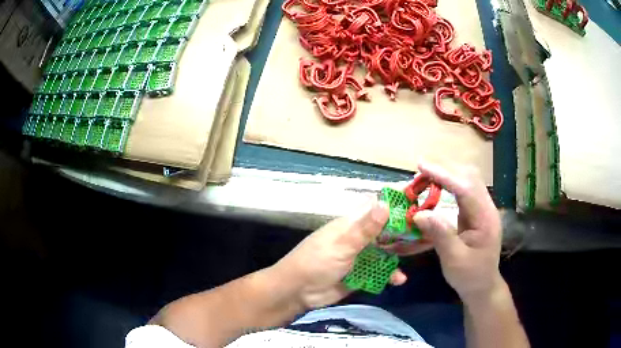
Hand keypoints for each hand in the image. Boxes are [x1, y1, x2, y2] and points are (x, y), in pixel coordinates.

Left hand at [271, 200, 406, 308]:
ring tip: (418, 253)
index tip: (417, 202)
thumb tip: (386, 204)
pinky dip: (390, 274)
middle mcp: (358, 238)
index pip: (375, 207)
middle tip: (427, 231)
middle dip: (403, 230)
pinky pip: (380, 272)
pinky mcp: (361, 275)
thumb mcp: (342, 245)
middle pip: (385, 230)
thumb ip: (365, 228)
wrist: (298, 292)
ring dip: (399, 254)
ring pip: (385, 252)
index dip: (394, 203)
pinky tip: (399, 279)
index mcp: (351, 224)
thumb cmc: (316, 262)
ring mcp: (360, 257)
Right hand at [404, 162, 502, 300]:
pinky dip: (449, 184)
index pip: (466, 189)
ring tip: (426, 175)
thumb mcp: (454, 259)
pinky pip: (463, 191)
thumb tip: (419, 214)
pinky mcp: (476, 213)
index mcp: (485, 219)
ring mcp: (482, 209)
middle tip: (420, 169)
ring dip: (447, 174)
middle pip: (470, 177)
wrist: (483, 286)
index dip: (444, 175)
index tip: (422, 166)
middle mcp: (487, 208)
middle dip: (445, 169)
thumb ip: (440, 235)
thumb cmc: (470, 276)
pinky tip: (437, 186)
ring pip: (467, 180)